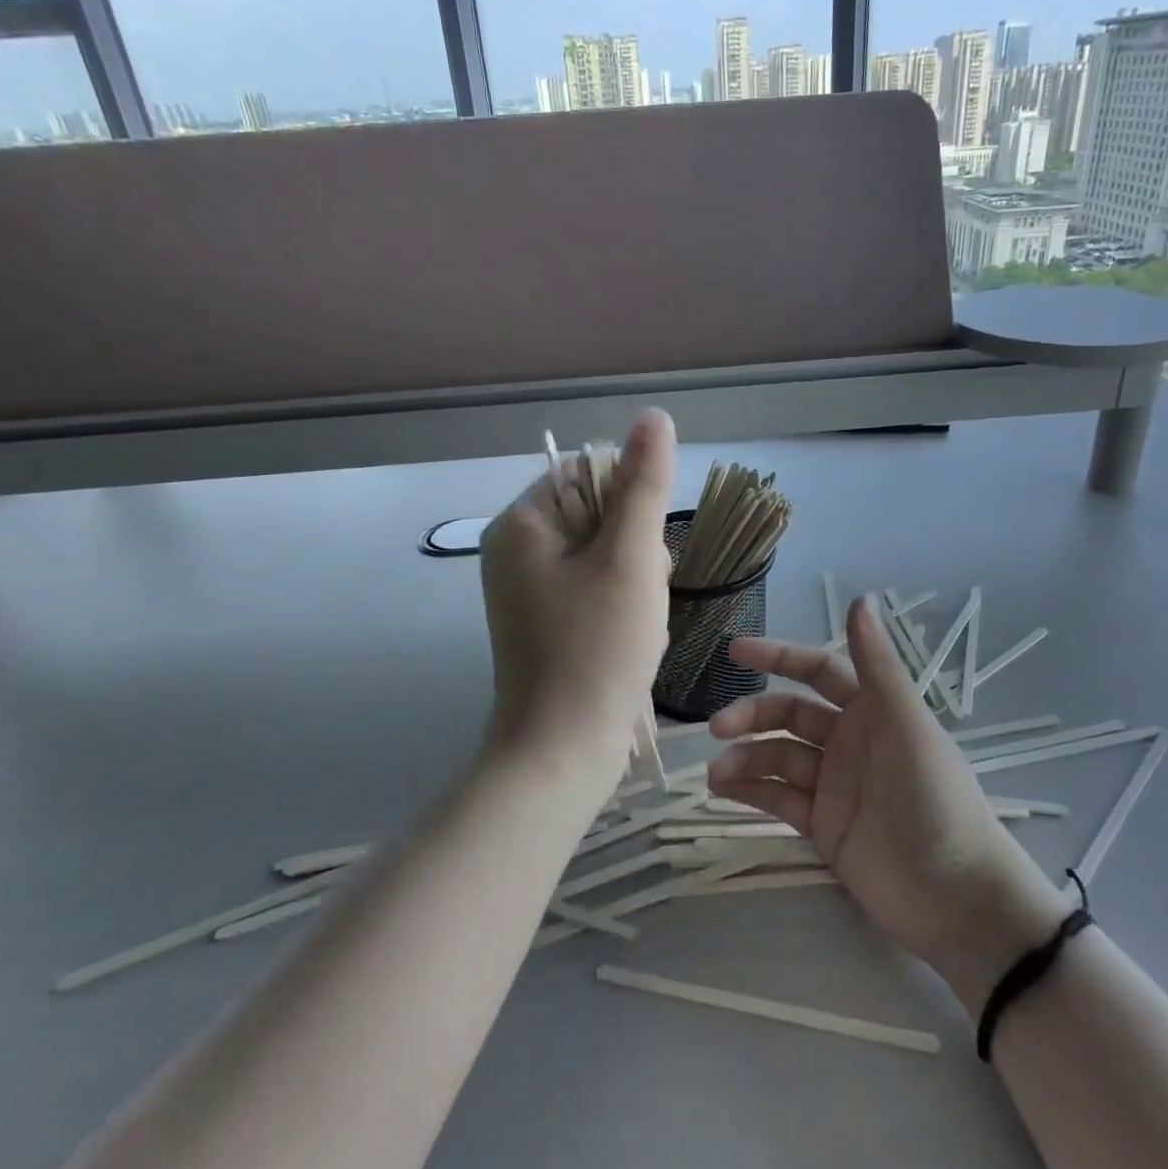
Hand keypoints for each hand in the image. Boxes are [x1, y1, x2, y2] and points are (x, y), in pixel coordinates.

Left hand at [479, 410, 675, 788]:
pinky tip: (627, 642)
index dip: (629, 507)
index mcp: (521, 524)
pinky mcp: (542, 624)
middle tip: (638, 597)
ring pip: (602, 556)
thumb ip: (643, 484)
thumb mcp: (631, 558)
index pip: (588, 475)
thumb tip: (653, 416)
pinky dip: (620, 608)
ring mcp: (526, 591)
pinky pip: (592, 591)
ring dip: (634, 582)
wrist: (563, 751)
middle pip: (596, 515)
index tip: (639, 555)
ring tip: (635, 625)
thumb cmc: (598, 649)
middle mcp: (514, 551)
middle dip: (633, 551)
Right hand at [707, 595, 1071, 1012]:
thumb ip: (878, 664)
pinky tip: (723, 790)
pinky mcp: (823, 826)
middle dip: (753, 714)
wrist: (955, 898)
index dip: (779, 657)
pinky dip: (751, 791)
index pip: (818, 670)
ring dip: (746, 758)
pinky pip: (779, 798)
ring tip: (716, 772)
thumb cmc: (934, 799)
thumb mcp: (907, 724)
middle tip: (718, 726)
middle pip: (789, 714)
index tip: (736, 652)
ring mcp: (834, 785)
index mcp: (872, 710)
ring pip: (778, 757)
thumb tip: (862, 597)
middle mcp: (849, 741)